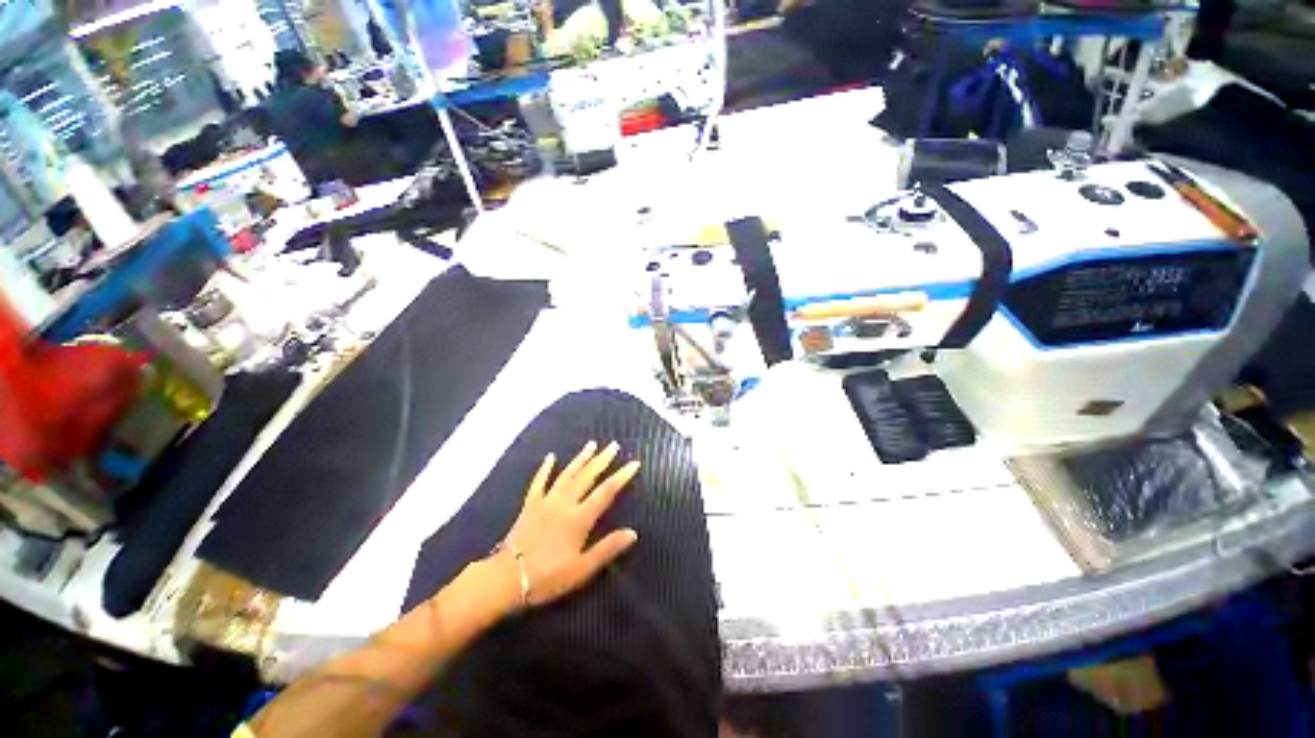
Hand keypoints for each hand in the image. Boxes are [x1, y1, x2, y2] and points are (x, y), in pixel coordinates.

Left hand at [496, 441, 640, 608]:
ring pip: (567, 474)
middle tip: (613, 445)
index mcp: (579, 518)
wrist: (507, 579)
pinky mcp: (530, 505)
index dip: (622, 476)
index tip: (634, 463)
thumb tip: (633, 533)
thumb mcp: (582, 569)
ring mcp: (546, 501)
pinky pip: (539, 482)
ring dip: (580, 458)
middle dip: (602, 460)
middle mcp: (565, 503)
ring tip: (591, 444)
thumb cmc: (547, 577)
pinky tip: (550, 457)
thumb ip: (607, 548)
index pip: (606, 491)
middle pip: (587, 476)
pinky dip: (545, 469)